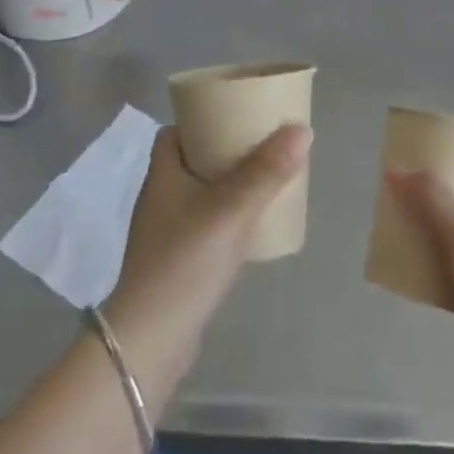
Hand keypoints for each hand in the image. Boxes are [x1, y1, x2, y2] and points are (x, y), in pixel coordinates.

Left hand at [104, 124, 310, 399]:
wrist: (152, 339)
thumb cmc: (185, 262)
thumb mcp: (230, 211)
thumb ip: (266, 172)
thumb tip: (301, 129)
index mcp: (162, 174)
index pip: (175, 132)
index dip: (202, 119)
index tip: (236, 114)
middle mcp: (160, 196)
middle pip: (192, 160)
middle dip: (224, 151)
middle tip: (262, 146)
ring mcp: (166, 231)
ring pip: (201, 193)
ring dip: (229, 184)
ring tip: (265, 180)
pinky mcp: (177, 260)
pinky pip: (206, 223)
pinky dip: (227, 216)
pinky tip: (252, 225)